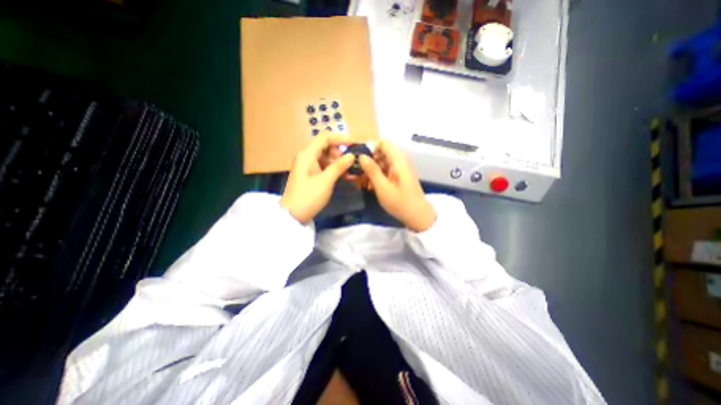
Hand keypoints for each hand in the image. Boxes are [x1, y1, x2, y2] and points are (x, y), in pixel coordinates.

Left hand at [279, 133, 353, 222]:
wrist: (292, 215)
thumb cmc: (308, 196)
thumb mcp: (326, 181)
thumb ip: (339, 166)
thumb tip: (352, 155)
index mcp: (307, 154)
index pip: (324, 137)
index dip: (340, 138)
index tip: (354, 145)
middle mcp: (306, 156)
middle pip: (326, 147)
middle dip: (340, 153)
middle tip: (351, 163)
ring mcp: (308, 166)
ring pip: (326, 157)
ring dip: (338, 163)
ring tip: (350, 172)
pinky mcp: (310, 174)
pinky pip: (324, 166)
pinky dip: (334, 169)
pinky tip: (344, 176)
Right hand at [360, 140, 435, 232]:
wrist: (418, 216)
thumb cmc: (400, 202)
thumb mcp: (382, 187)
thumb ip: (372, 170)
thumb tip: (361, 156)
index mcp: (398, 160)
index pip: (383, 142)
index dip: (370, 147)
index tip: (358, 157)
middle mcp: (400, 161)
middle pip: (382, 151)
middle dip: (369, 158)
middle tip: (357, 170)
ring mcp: (400, 169)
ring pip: (383, 161)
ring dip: (372, 168)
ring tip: (361, 179)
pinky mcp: (399, 176)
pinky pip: (386, 169)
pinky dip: (377, 174)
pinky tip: (370, 184)